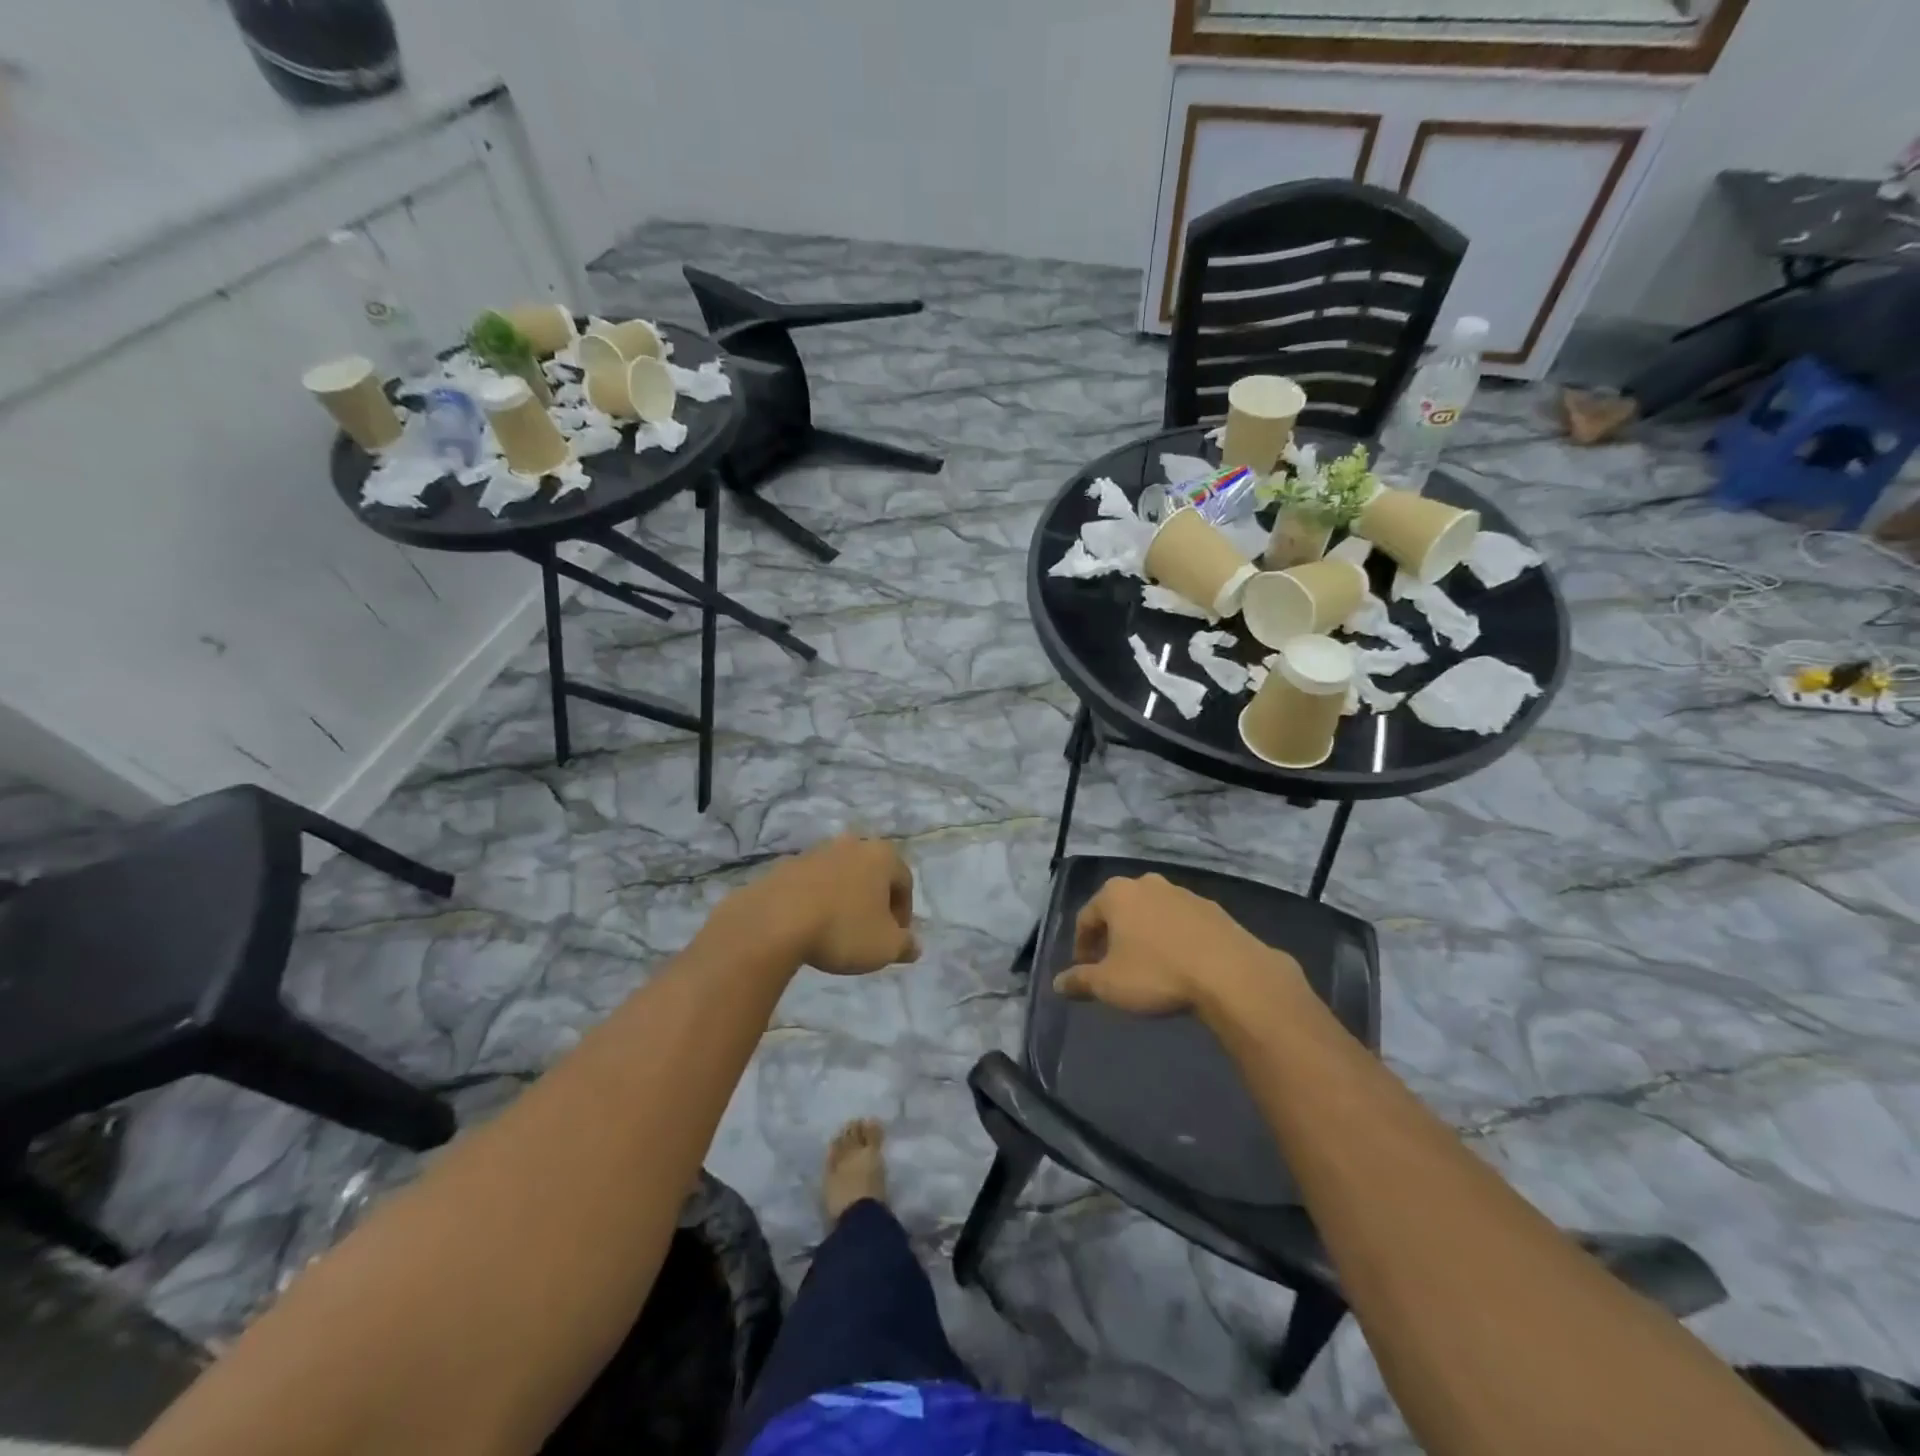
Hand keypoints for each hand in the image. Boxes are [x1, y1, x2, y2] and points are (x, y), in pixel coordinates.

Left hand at [729, 835, 918, 974]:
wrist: (774, 922)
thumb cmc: (842, 929)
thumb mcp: (885, 947)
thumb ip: (905, 945)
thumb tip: (914, 945)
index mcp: (881, 855)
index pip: (904, 882)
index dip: (904, 913)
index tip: (894, 939)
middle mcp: (851, 844)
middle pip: (871, 874)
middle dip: (874, 901)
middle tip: (869, 932)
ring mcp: (815, 852)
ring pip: (840, 876)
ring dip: (843, 899)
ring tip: (836, 931)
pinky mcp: (785, 865)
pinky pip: (811, 884)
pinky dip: (816, 901)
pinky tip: (809, 926)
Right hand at [1053, 874, 1297, 1015]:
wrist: (1230, 973)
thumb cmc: (1157, 973)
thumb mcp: (1109, 984)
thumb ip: (1079, 980)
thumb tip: (1058, 984)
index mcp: (1116, 894)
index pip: (1086, 917)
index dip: (1081, 946)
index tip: (1084, 970)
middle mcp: (1147, 884)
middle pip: (1119, 910)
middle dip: (1112, 936)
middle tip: (1112, 965)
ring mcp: (1182, 893)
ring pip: (1151, 913)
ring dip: (1143, 935)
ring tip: (1147, 965)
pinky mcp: (1212, 908)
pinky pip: (1180, 921)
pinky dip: (1172, 937)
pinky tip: (1179, 963)